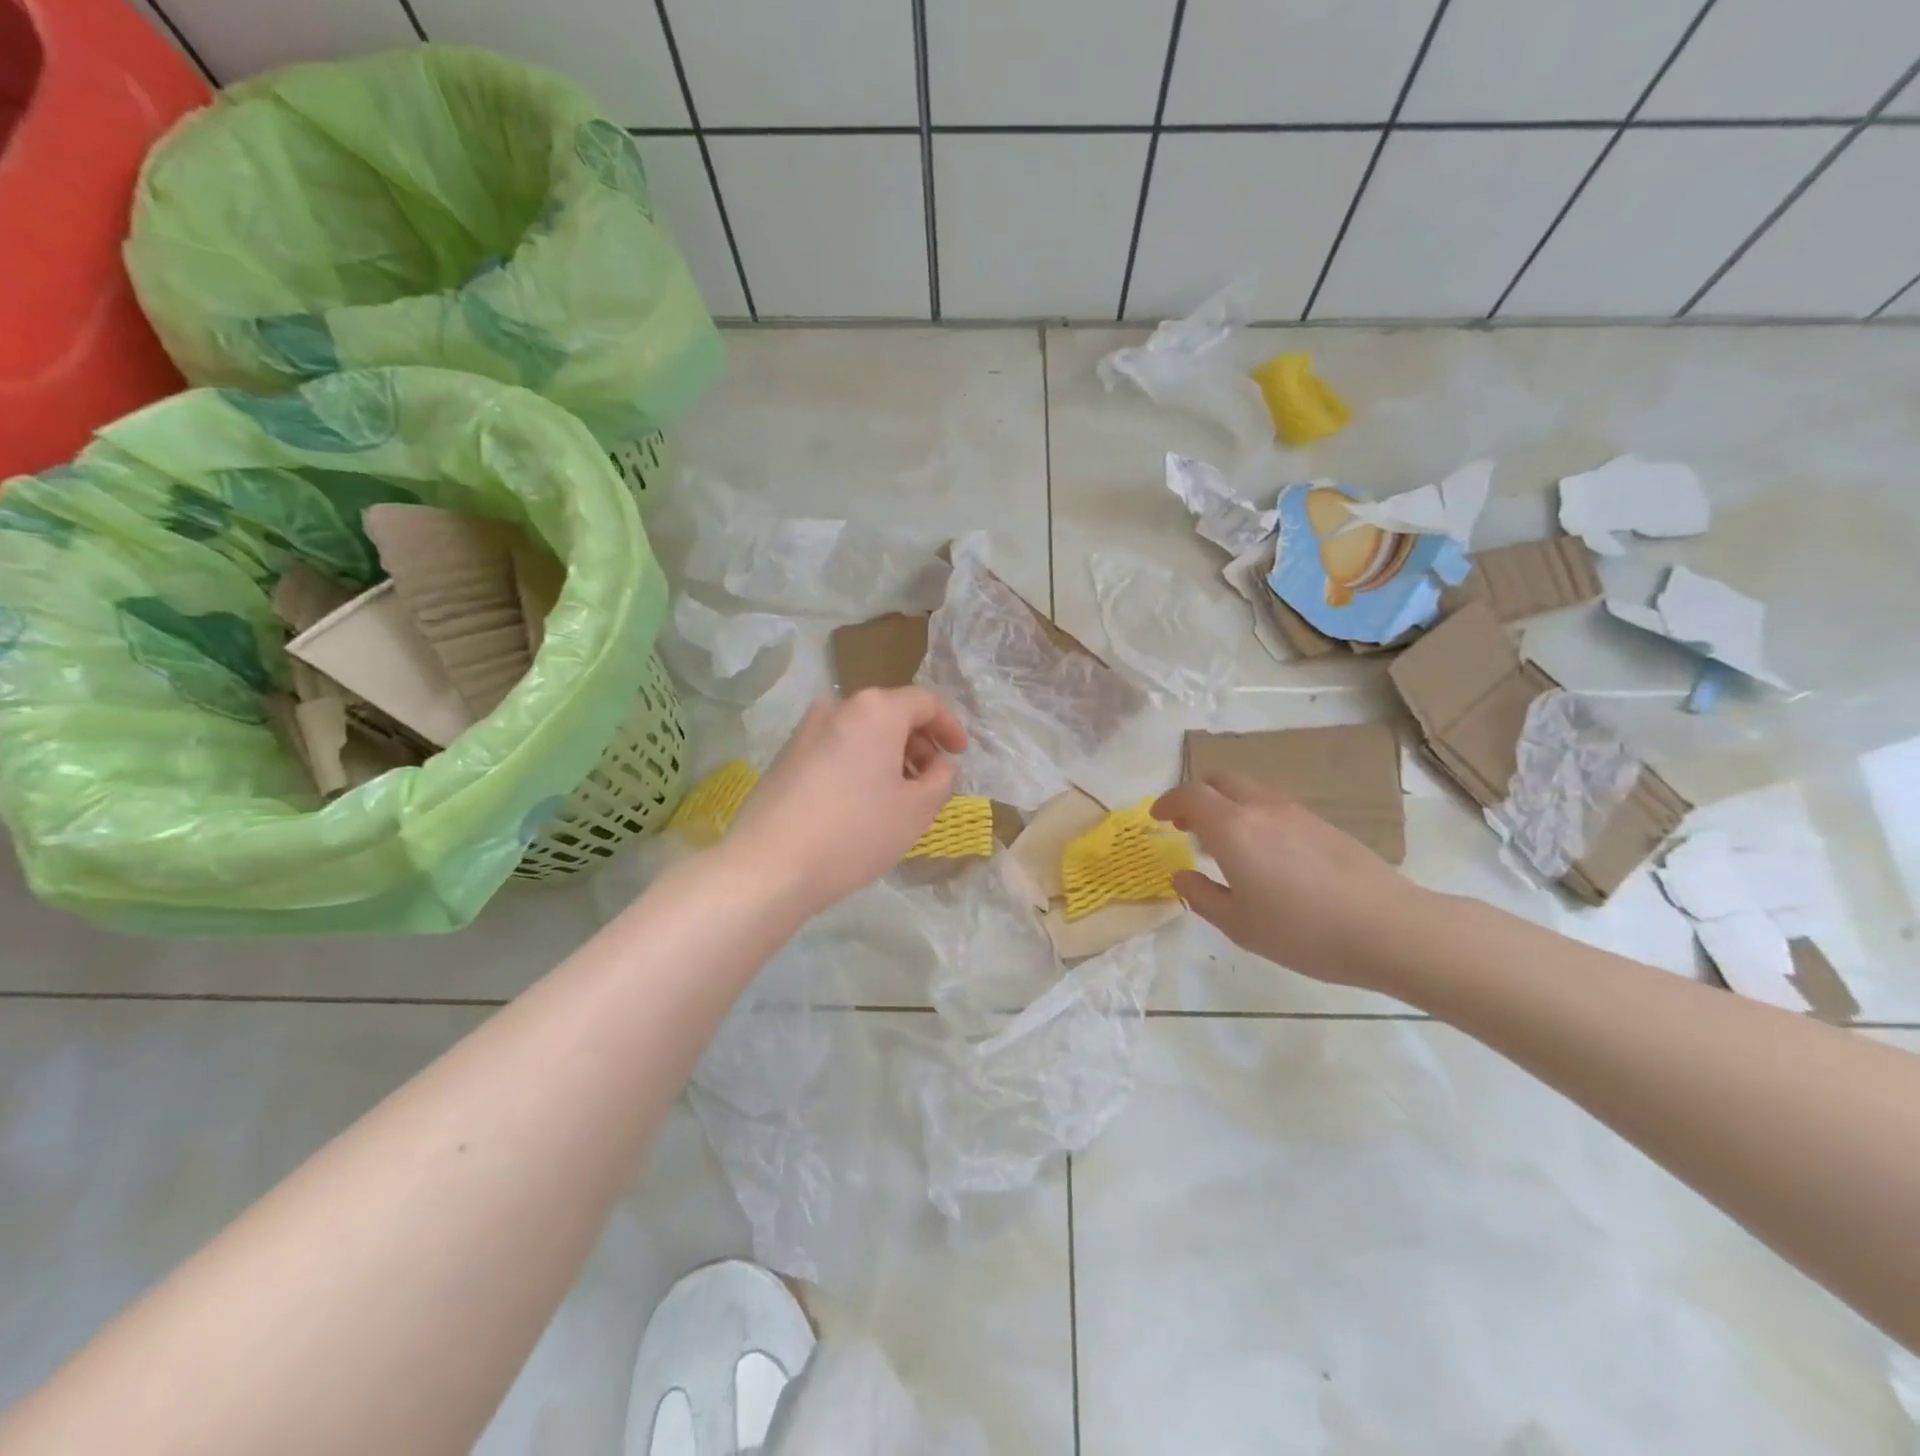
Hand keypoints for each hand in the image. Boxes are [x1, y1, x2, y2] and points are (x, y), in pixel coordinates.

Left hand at [726, 688, 968, 916]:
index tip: (959, 754)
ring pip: (862, 732)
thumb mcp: (917, 810)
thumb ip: (942, 778)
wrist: (769, 865)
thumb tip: (939, 763)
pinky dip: (859, 764)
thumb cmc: (855, 832)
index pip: (925, 702)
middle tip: (930, 780)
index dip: (950, 726)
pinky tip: (860, 803)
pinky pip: (837, 748)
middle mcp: (838, 707)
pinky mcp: (786, 755)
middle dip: (918, 743)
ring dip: (888, 755)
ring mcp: (806, 730)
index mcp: (875, 710)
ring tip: (897, 796)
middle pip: (891, 713)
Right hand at [1152, 773, 1423, 987]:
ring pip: (1250, 790)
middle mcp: (1262, 808)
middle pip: (1221, 780)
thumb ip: (1202, 896)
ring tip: (1224, 838)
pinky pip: (1275, 805)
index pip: (1191, 795)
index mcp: (1233, 829)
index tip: (1157, 817)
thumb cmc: (1303, 931)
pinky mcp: (1324, 824)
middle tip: (1186, 823)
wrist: (1389, 928)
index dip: (1168, 801)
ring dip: (1227, 803)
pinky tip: (1264, 850)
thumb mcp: (1239, 925)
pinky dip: (1254, 813)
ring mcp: (1297, 812)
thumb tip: (1181, 876)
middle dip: (1197, 795)